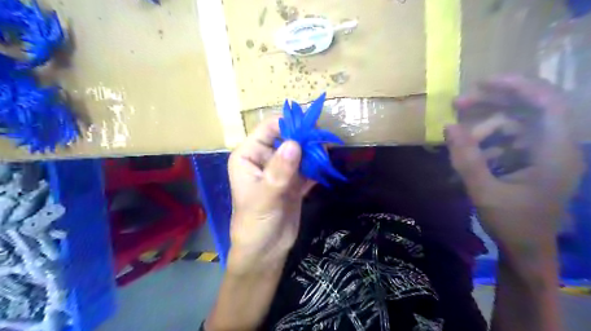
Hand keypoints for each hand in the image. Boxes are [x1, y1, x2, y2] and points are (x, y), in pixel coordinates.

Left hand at [228, 118, 315, 271]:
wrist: (266, 251)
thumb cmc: (255, 225)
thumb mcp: (265, 198)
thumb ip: (279, 171)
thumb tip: (294, 143)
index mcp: (249, 155)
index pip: (268, 128)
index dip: (289, 124)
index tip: (311, 127)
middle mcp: (264, 157)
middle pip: (288, 137)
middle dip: (305, 138)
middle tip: (323, 142)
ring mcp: (281, 169)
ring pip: (300, 151)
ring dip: (314, 151)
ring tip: (327, 154)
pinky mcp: (294, 180)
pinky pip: (307, 167)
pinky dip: (317, 166)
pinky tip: (326, 167)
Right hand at [446, 76, 582, 252]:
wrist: (527, 248)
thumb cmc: (512, 223)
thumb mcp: (484, 191)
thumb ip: (466, 158)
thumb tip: (448, 126)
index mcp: (555, 153)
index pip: (548, 104)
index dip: (518, 86)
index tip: (483, 83)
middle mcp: (556, 146)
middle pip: (528, 108)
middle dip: (492, 103)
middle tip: (458, 104)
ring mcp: (544, 153)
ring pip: (514, 123)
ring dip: (485, 125)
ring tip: (459, 139)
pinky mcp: (532, 159)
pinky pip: (509, 138)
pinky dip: (488, 140)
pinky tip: (472, 154)